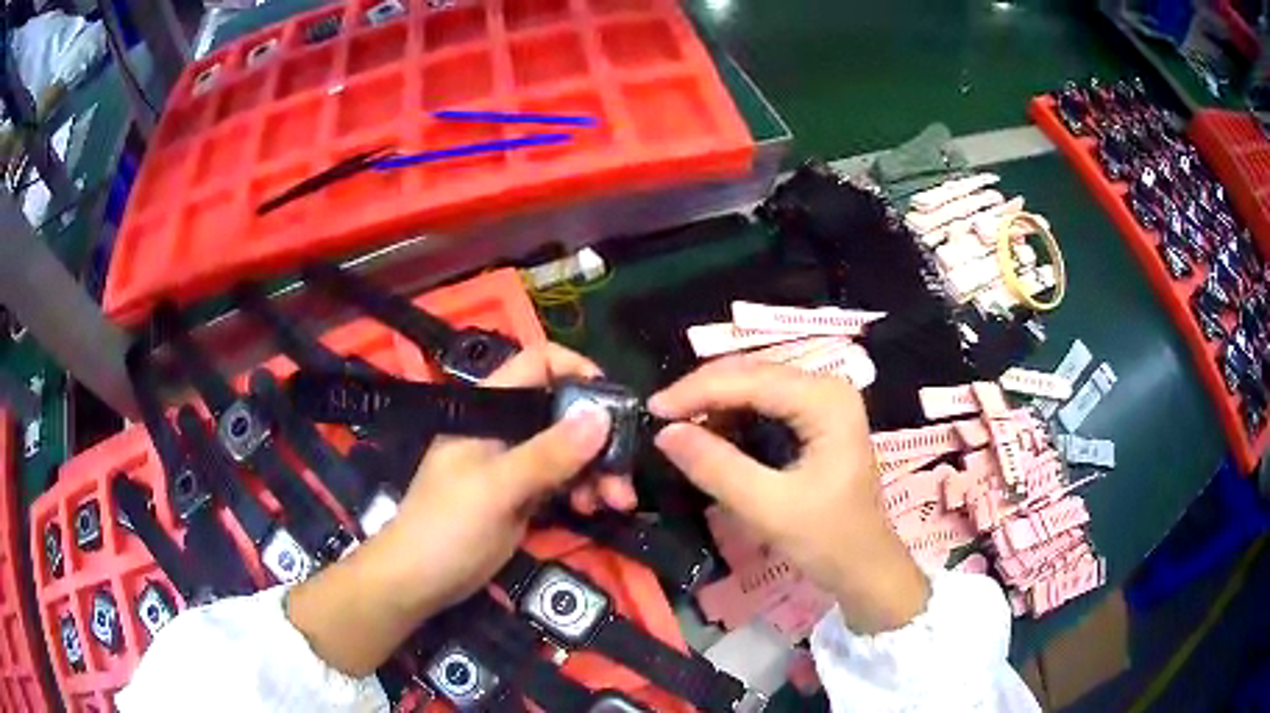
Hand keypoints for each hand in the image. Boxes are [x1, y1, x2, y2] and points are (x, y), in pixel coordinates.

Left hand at [288, 343, 622, 675]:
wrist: (418, 581)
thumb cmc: (447, 527)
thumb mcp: (497, 489)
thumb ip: (548, 454)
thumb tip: (601, 416)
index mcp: (489, 410)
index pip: (537, 365)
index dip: (576, 370)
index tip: (612, 401)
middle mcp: (505, 428)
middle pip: (563, 413)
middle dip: (599, 439)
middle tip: (623, 474)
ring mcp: (514, 463)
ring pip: (568, 450)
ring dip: (597, 472)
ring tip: (616, 502)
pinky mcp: (522, 495)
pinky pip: (562, 481)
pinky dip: (583, 491)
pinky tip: (593, 510)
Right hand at [648, 359, 929, 633]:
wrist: (865, 567)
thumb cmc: (828, 540)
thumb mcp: (768, 508)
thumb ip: (716, 468)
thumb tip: (664, 433)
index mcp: (826, 400)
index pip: (750, 379)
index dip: (697, 391)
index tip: (652, 410)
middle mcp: (826, 387)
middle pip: (752, 372)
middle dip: (703, 392)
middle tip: (660, 418)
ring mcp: (824, 401)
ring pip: (755, 384)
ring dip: (715, 402)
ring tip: (679, 428)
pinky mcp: (817, 418)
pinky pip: (765, 403)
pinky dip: (732, 415)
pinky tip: (711, 433)